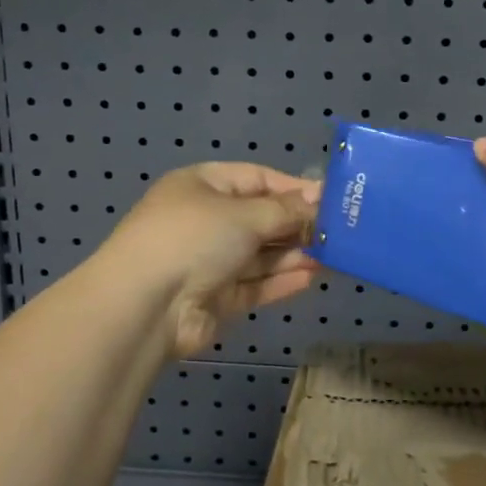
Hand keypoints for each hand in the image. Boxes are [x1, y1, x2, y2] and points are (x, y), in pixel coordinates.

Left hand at [99, 163, 321, 358]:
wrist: (144, 306)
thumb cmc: (194, 238)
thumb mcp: (244, 214)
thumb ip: (285, 209)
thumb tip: (318, 197)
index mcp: (202, 186)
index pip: (256, 178)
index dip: (293, 188)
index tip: (330, 199)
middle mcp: (205, 220)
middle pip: (260, 218)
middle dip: (297, 224)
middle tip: (340, 231)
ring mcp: (208, 261)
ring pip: (260, 254)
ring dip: (294, 254)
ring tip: (334, 255)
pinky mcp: (215, 298)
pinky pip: (254, 284)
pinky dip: (280, 280)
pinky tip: (311, 277)